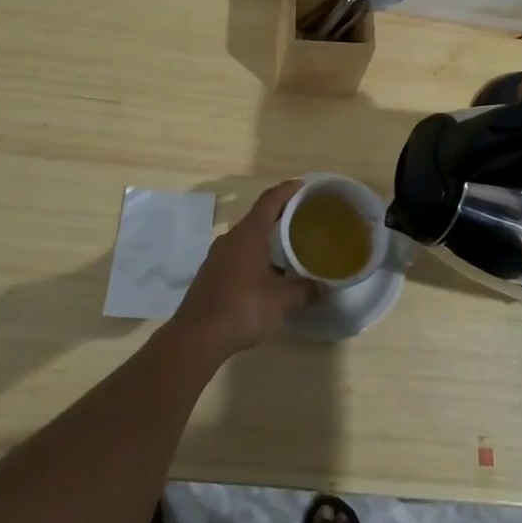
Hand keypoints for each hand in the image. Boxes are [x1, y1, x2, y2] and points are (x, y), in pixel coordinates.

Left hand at [169, 181, 319, 358]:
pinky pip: (238, 255)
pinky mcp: (211, 274)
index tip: (303, 186)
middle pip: (258, 217)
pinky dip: (255, 257)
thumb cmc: (242, 307)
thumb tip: (325, 288)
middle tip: (303, 219)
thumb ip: (305, 290)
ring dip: (266, 239)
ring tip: (289, 248)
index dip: (287, 190)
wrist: (197, 337)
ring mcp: (217, 256)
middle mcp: (231, 238)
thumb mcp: (281, 300)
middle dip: (280, 216)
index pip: (270, 200)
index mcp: (248, 234)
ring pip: (247, 239)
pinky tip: (267, 275)